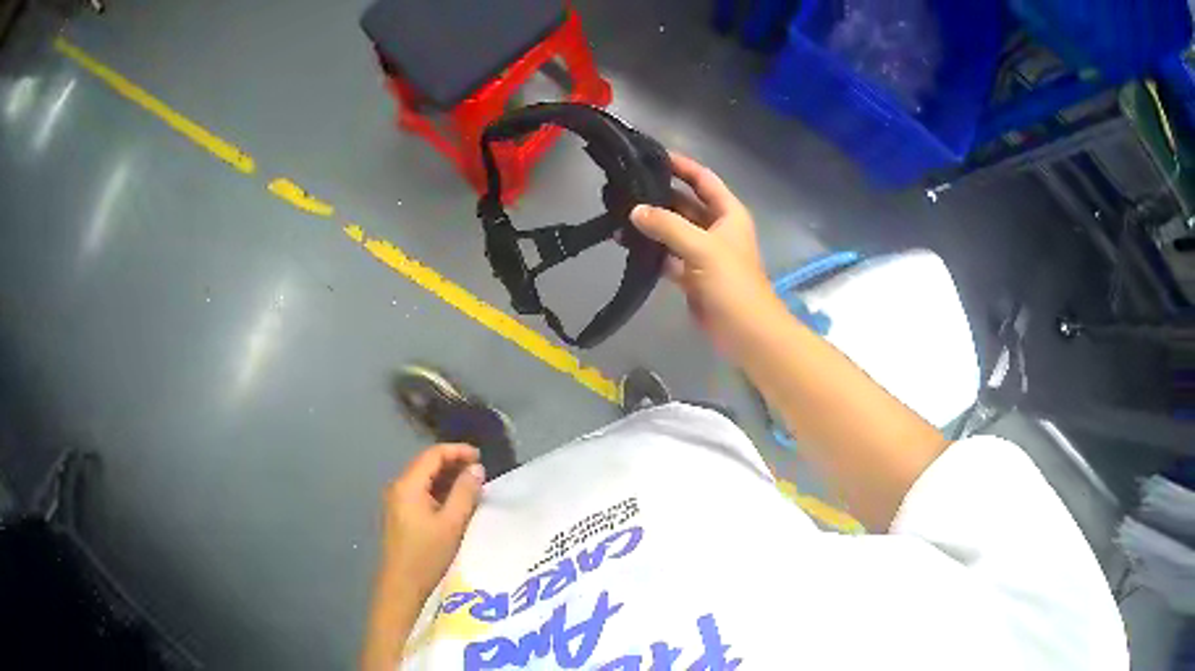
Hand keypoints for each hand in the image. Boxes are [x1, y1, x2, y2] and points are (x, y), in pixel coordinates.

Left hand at [378, 443, 484, 598]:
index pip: (433, 454)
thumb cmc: (427, 555)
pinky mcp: (400, 514)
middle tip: (480, 472)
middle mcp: (398, 487)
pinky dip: (439, 491)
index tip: (481, 457)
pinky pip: (421, 492)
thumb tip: (477, 468)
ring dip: (447, 478)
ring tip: (472, 485)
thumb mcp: (452, 524)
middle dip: (453, 463)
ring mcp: (396, 501)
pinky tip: (455, 501)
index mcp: (408, 485)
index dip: (458, 451)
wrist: (402, 586)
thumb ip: (465, 493)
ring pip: (424, 478)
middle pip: (426, 464)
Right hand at [631, 153, 779, 357]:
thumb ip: (668, 226)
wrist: (745, 332)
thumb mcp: (702, 248)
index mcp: (728, 214)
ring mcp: (704, 253)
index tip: (652, 155)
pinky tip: (627, 244)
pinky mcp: (692, 275)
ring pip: (674, 230)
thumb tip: (635, 211)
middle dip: (659, 195)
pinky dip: (652, 250)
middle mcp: (716, 228)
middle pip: (685, 203)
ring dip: (652, 223)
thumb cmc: (732, 284)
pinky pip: (668, 255)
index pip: (703, 179)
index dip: (681, 165)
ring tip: (619, 213)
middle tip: (625, 186)